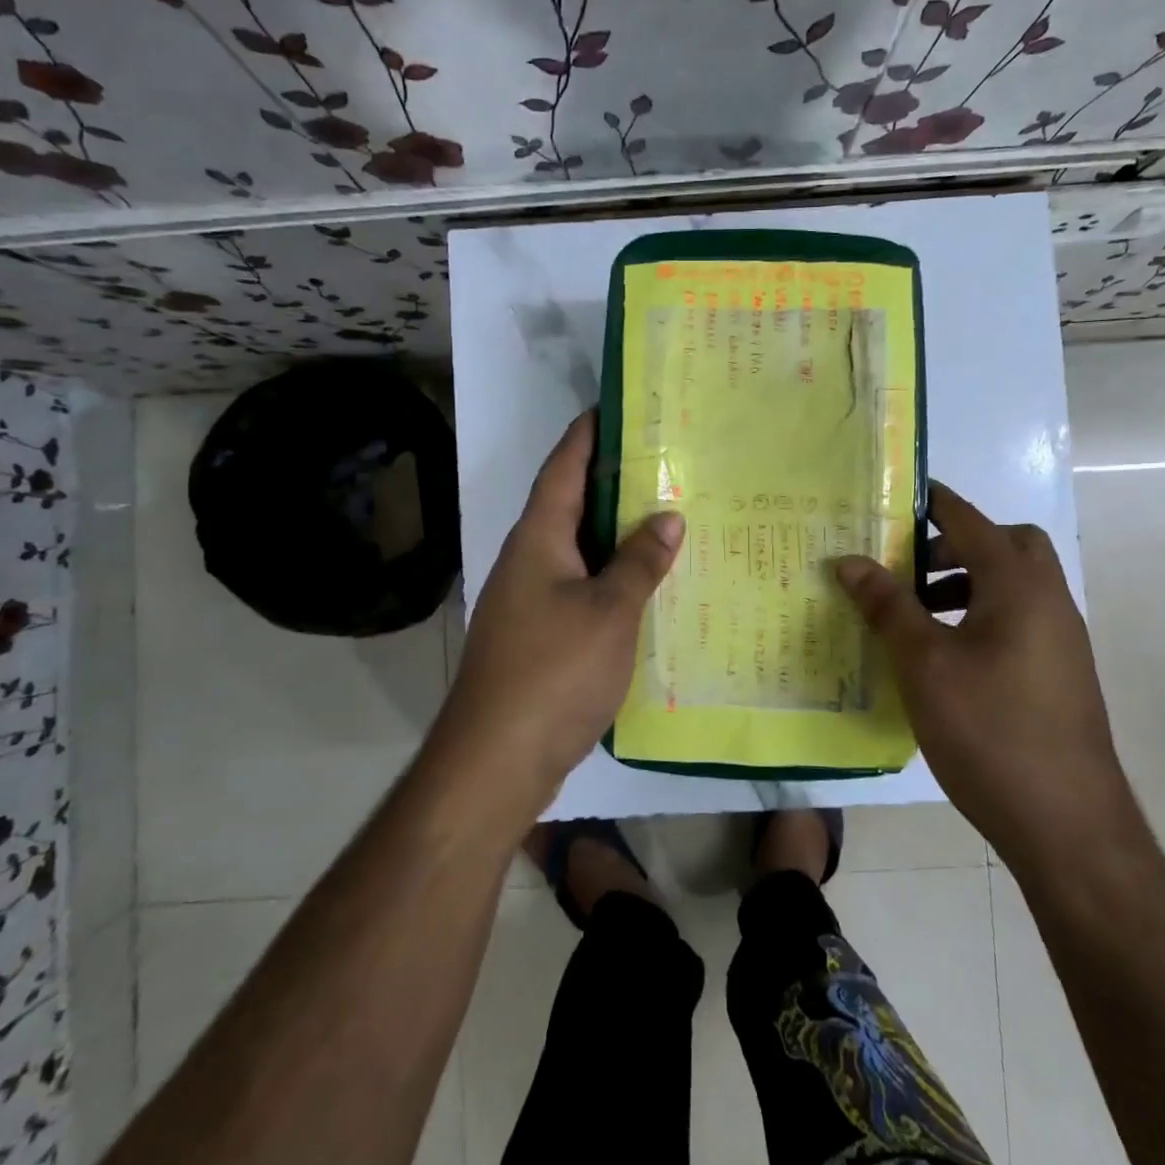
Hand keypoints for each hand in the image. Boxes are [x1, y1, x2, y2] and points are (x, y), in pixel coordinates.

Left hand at [438, 412, 683, 803]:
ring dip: (616, 533)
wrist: (496, 758)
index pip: (562, 467)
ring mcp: (530, 600)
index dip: (587, 434)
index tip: (619, 406)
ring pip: (579, 550)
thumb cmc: (553, 670)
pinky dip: (612, 576)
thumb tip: (667, 516)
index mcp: (538, 539)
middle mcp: (528, 560)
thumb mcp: (609, 611)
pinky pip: (581, 587)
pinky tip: (647, 584)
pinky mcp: (540, 635)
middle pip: (571, 505)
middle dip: (613, 481)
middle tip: (666, 462)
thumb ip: (639, 561)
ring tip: (667, 515)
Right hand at [835, 483, 1140, 877]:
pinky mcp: (1060, 675)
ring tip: (917, 613)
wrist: (1067, 824)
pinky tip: (945, 656)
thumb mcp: (924, 663)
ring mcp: (1061, 641)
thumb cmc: (989, 729)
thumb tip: (849, 560)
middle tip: (910, 565)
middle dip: (958, 544)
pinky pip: (1019, 620)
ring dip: (968, 582)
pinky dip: (981, 616)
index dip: (934, 504)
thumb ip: (887, 605)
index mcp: (1019, 586)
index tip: (898, 496)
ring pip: (1014, 586)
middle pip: (1008, 546)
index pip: (972, 522)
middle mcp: (1049, 602)